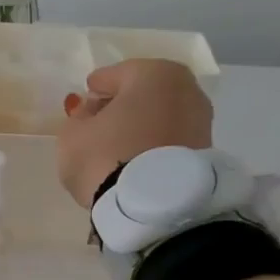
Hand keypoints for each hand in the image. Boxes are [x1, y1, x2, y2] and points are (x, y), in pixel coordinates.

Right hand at [56, 58, 213, 208]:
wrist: (151, 206)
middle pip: (144, 92)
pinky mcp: (207, 151)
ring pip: (161, 115)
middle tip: (102, 119)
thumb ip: (79, 117)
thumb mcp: (73, 135)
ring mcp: (201, 120)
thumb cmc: (106, 157)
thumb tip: (92, 111)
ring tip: (118, 143)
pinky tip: (136, 156)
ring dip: (141, 124)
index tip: (86, 97)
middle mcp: (185, 88)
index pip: (116, 74)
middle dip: (124, 103)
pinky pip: (171, 138)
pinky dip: (155, 142)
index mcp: (152, 73)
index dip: (97, 86)